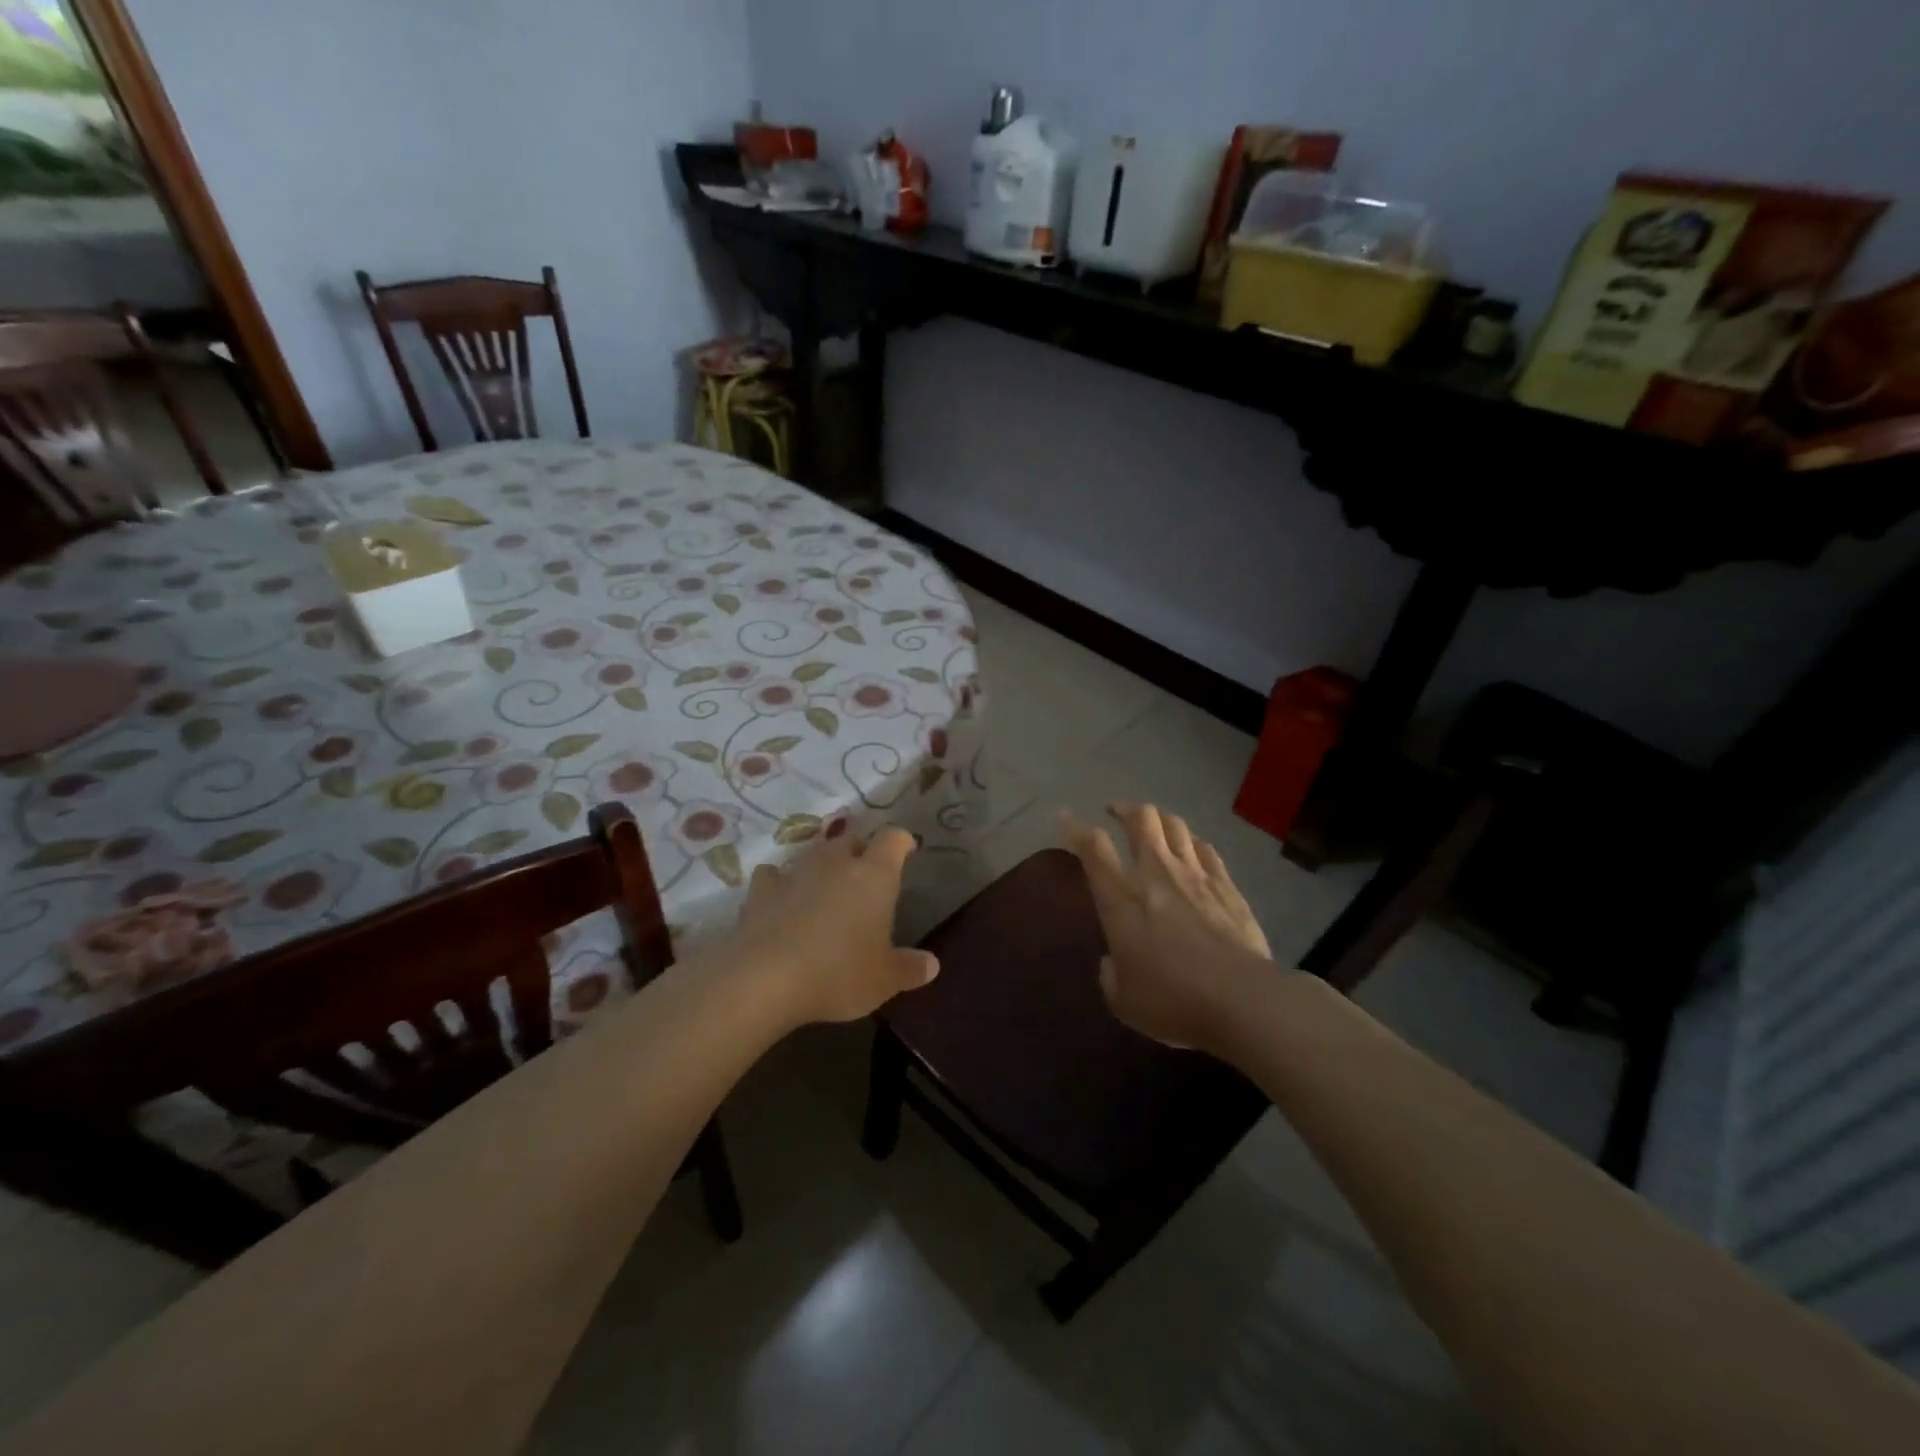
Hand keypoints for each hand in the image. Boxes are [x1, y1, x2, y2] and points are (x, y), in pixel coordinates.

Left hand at [731, 827, 938, 1026]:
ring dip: (822, 866)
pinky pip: (773, 876)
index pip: (893, 839)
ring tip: (825, 889)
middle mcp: (835, 863)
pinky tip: (781, 900)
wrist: (764, 980)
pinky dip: (780, 883)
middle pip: (851, 840)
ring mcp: (795, 872)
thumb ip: (909, 968)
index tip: (907, 850)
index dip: (901, 841)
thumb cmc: (838, 973)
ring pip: (813, 854)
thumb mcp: (884, 980)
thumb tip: (932, 964)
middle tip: (865, 877)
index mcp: (874, 875)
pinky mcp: (760, 891)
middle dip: (860, 852)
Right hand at [1062, 803, 1272, 1052]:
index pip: (1093, 848)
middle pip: (1140, 819)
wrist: (1242, 1000)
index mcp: (1121, 899)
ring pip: (1175, 825)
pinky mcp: (1227, 886)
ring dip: (1159, 818)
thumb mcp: (1124, 1000)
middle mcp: (1155, 874)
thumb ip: (1111, 974)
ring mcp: (1195, 875)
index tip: (1066, 818)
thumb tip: (1112, 963)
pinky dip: (1192, 841)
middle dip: (1124, 809)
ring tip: (1152, 823)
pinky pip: (1206, 848)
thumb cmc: (1173, 1002)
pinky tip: (1191, 847)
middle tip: (1115, 812)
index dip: (1075, 829)